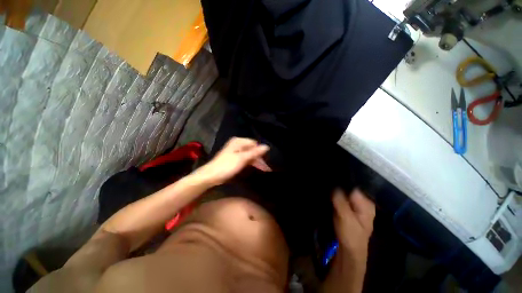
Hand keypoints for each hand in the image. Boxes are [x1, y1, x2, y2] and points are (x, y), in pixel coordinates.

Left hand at [196, 137, 271, 185]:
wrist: (211, 176)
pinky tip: (256, 169)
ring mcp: (236, 151)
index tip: (267, 162)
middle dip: (260, 159)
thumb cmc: (226, 166)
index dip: (261, 152)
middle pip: (253, 150)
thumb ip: (255, 152)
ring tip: (265, 170)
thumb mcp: (242, 159)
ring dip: (256, 162)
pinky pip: (246, 159)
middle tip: (267, 168)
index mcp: (239, 141)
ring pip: (250, 155)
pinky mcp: (234, 158)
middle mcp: (238, 144)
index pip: (255, 144)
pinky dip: (251, 164)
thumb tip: (267, 146)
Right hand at [332, 189, 374, 262]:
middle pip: (349, 187)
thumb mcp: (345, 218)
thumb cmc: (350, 236)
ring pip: (344, 192)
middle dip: (338, 185)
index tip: (330, 180)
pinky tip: (329, 194)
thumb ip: (341, 201)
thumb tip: (334, 185)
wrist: (349, 250)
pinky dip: (335, 195)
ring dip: (336, 190)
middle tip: (326, 185)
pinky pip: (342, 196)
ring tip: (326, 188)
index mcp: (367, 203)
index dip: (341, 182)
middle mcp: (363, 201)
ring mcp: (356, 204)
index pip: (353, 185)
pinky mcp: (349, 207)